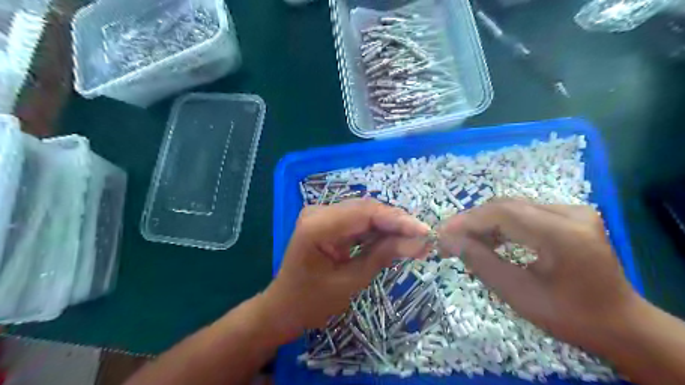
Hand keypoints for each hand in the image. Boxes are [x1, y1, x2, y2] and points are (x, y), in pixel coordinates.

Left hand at [264, 199, 429, 339]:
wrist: (284, 307)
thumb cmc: (312, 302)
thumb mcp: (351, 282)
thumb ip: (383, 256)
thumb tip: (419, 242)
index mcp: (317, 226)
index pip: (366, 213)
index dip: (398, 220)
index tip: (425, 231)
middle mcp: (319, 211)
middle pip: (367, 209)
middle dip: (397, 223)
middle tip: (424, 238)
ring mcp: (322, 214)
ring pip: (366, 214)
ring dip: (390, 226)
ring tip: (416, 240)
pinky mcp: (328, 221)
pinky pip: (359, 221)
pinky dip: (378, 231)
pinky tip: (396, 239)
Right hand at [439, 199, 641, 350]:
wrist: (621, 324)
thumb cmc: (570, 317)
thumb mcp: (518, 294)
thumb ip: (480, 262)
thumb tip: (447, 240)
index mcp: (563, 234)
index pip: (502, 213)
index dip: (466, 221)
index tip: (441, 234)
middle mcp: (570, 213)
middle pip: (506, 206)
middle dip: (472, 221)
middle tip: (448, 238)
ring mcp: (573, 211)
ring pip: (514, 208)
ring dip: (485, 223)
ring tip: (465, 241)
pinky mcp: (570, 216)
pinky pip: (525, 214)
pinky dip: (502, 226)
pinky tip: (489, 240)